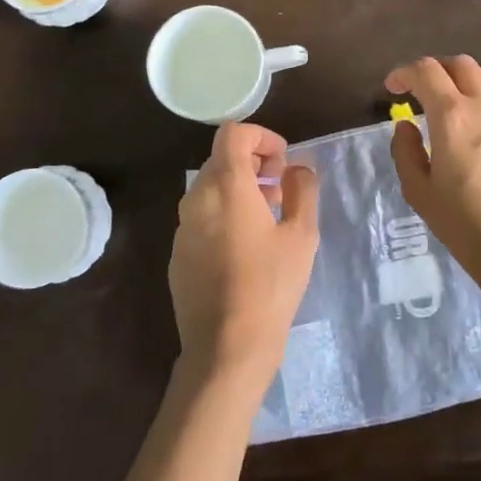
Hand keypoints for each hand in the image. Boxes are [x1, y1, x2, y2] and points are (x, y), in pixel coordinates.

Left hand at [169, 122, 318, 392]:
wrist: (226, 347)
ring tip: (269, 218)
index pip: (233, 133)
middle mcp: (197, 198)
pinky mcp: (178, 253)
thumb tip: (298, 168)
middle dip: (254, 164)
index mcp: (226, 186)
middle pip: (221, 159)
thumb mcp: (302, 235)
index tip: (283, 161)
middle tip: (281, 190)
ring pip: (210, 188)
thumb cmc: (271, 286)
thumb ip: (302, 190)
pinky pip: (202, 217)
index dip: (262, 137)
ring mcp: (183, 227)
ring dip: (240, 189)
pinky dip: (224, 214)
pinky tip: (246, 247)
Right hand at [387, 56, 480, 288]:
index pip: (425, 71)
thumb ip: (405, 151)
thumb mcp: (419, 192)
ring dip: (463, 76)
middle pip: (458, 63)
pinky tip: (476, 120)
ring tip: (451, 99)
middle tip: (419, 92)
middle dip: (434, 70)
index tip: (392, 88)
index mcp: (452, 115)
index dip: (404, 73)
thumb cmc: (464, 224)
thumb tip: (407, 125)